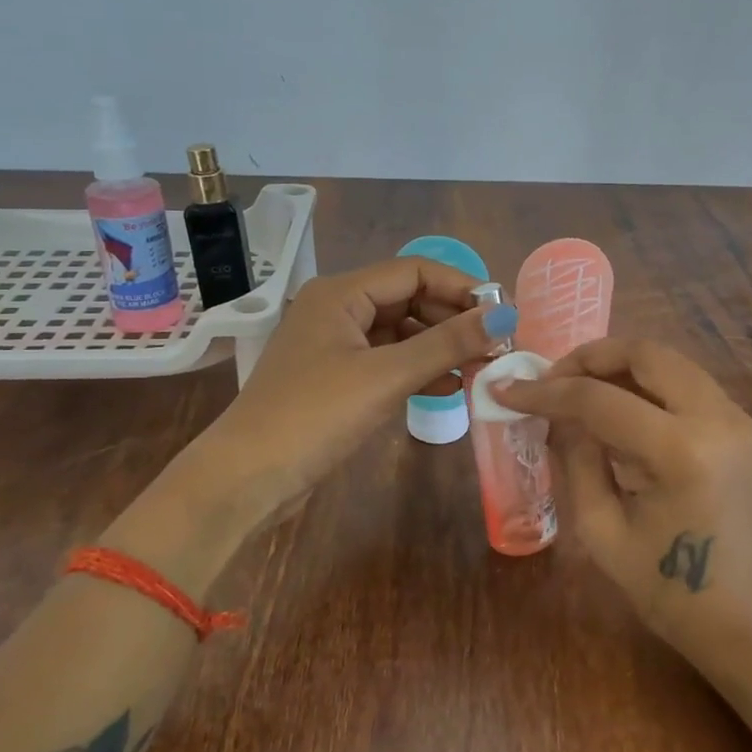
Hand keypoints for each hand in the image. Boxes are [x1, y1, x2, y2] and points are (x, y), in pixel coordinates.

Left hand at [204, 257, 510, 513]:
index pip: (415, 271)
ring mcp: (336, 346)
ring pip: (401, 333)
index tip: (502, 314)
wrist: (247, 479)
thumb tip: (504, 316)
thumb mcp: (386, 376)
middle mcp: (338, 309)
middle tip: (496, 347)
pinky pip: (389, 361)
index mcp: (341, 293)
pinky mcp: (338, 379)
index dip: (461, 288)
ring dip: (440, 347)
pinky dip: (419, 370)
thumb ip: (447, 344)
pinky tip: (451, 387)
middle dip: (453, 320)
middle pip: (409, 299)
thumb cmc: (315, 415)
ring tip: (482, 368)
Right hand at [491, 337, 751, 658]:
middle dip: (590, 357)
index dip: (547, 392)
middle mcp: (718, 420)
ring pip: (670, 361)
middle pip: (646, 354)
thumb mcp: (602, 531)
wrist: (748, 621)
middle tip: (551, 378)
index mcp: (681, 453)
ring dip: (620, 366)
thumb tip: (558, 415)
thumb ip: (577, 460)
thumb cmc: (668, 592)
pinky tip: (619, 408)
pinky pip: (688, 384)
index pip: (601, 400)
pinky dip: (648, 384)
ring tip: (579, 389)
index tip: (507, 390)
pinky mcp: (745, 427)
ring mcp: (739, 419)